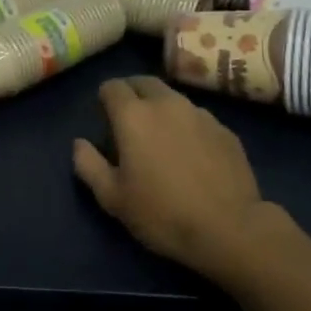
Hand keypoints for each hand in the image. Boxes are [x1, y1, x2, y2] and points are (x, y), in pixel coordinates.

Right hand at [73, 77, 271, 283]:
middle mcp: (167, 103)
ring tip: (162, 138)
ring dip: (161, 109)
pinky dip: (187, 127)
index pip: (112, 86)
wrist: (230, 228)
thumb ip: (89, 165)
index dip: (105, 98)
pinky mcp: (225, 130)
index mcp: (134, 115)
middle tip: (129, 121)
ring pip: (173, 98)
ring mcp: (200, 114)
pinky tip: (192, 155)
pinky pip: (198, 118)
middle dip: (132, 93)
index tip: (104, 118)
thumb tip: (79, 143)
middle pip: (144, 82)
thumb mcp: (113, 198)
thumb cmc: (162, 214)